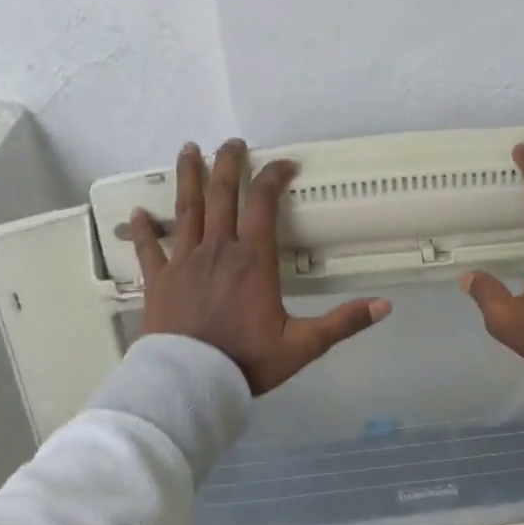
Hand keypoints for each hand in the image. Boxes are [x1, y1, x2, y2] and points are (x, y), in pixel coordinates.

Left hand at [130, 139, 389, 393]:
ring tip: (188, 150)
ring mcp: (183, 261)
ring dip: (188, 178)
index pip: (263, 204)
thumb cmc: (247, 361)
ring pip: (186, 210)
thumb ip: (342, 322)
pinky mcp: (158, 280)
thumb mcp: (302, 345)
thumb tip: (384, 306)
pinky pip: (149, 248)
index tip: (285, 164)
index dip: (274, 177)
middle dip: (227, 164)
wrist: (191, 381)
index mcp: (253, 260)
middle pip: (221, 195)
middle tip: (232, 143)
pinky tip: (138, 212)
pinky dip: (144, 229)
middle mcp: (217, 249)